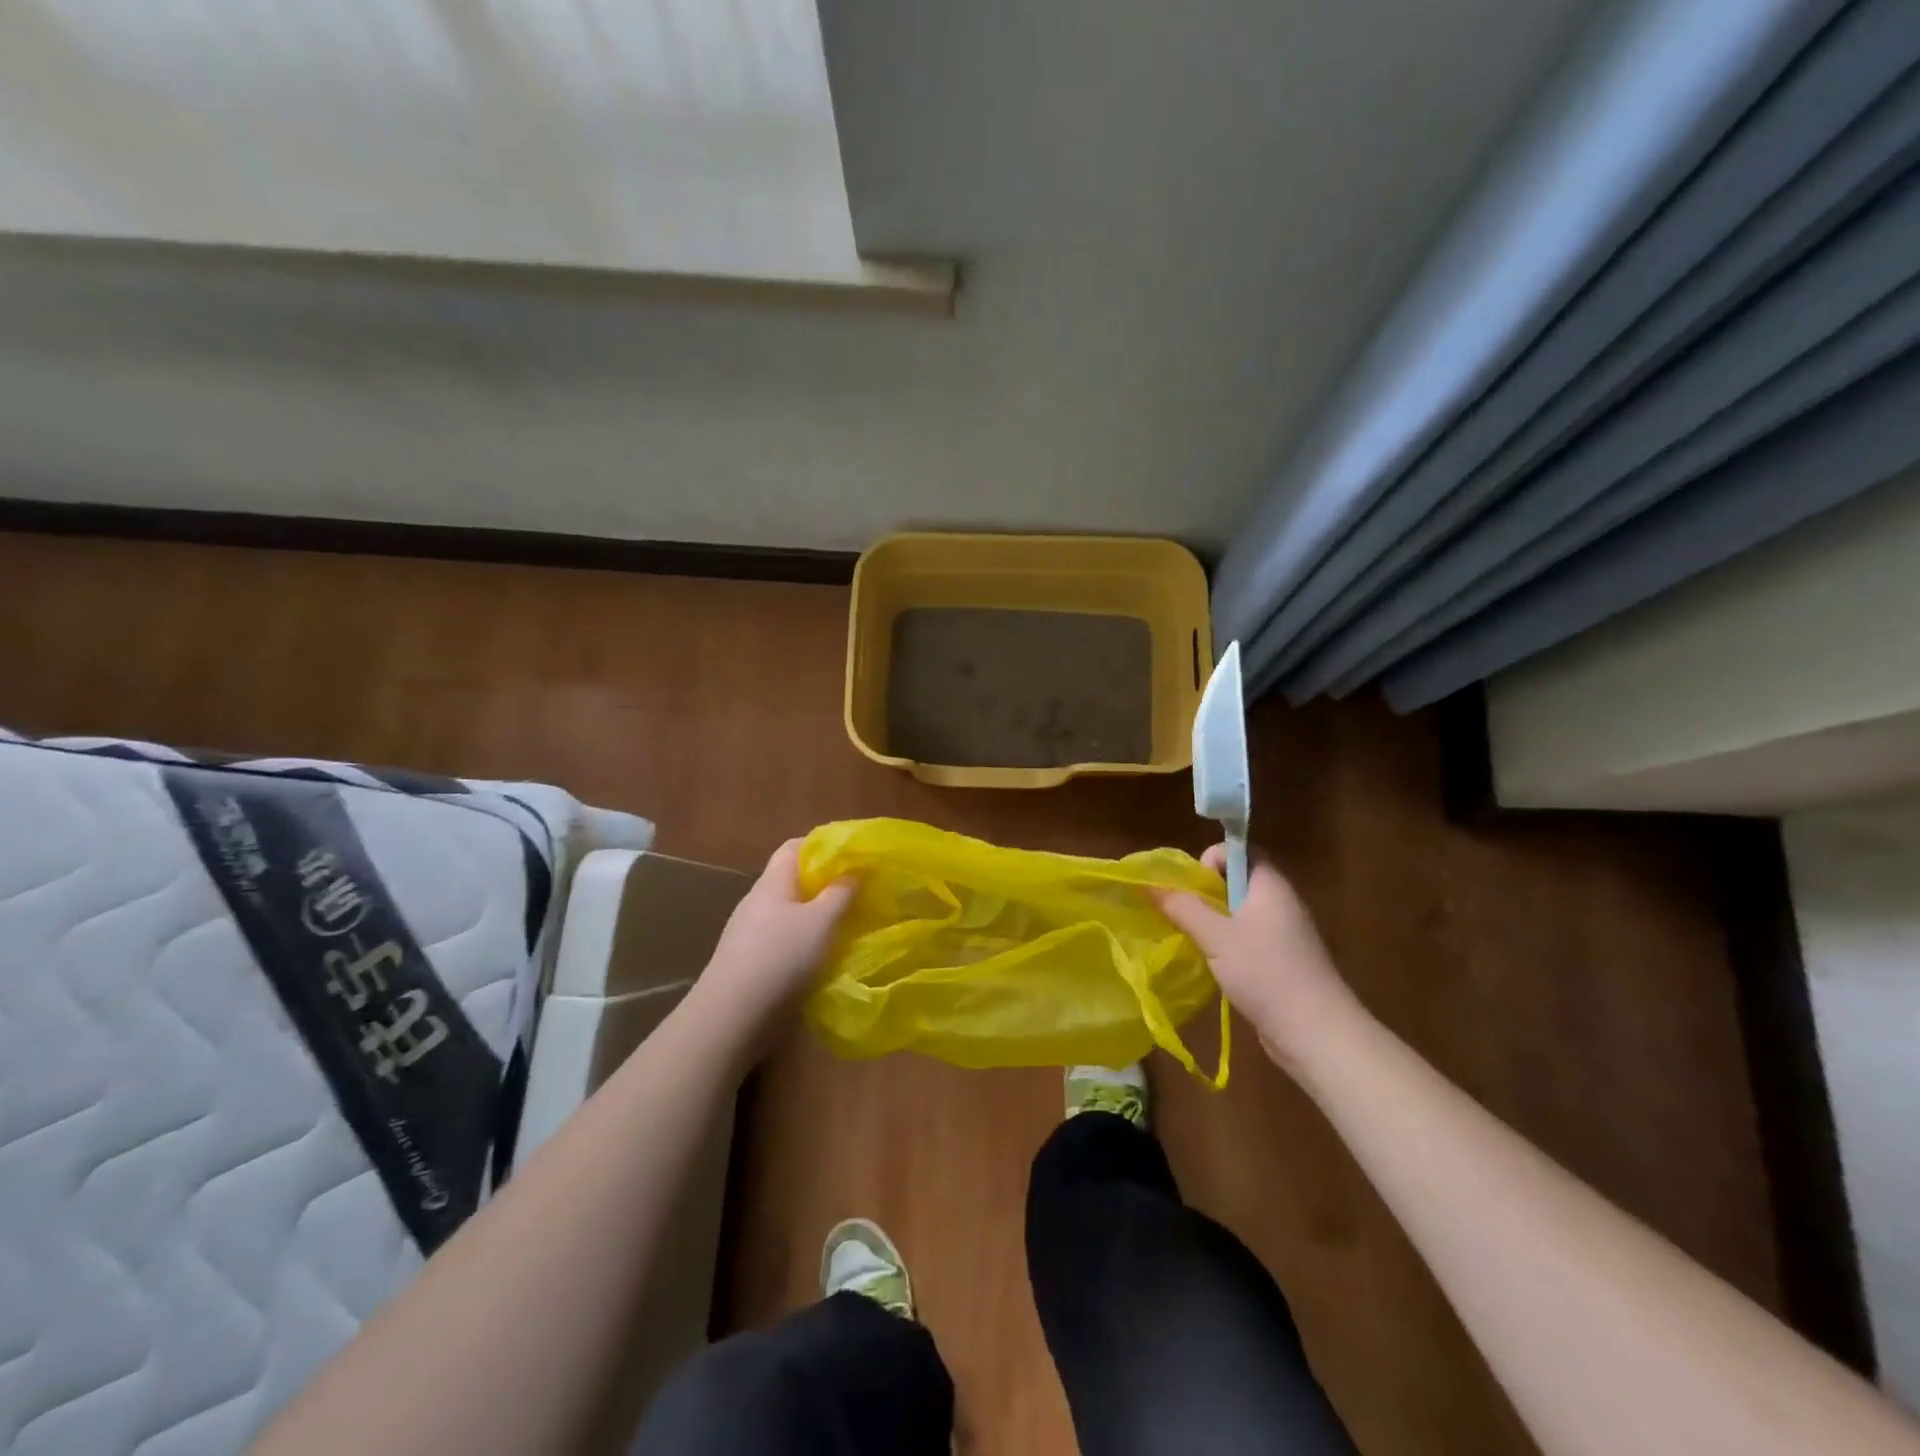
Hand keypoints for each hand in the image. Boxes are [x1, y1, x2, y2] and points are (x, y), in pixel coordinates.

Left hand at [684, 838, 854, 1057]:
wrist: (733, 1015)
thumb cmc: (781, 956)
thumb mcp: (822, 921)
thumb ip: (841, 893)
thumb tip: (855, 869)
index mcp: (771, 883)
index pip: (793, 848)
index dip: (821, 846)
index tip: (851, 856)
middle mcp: (757, 902)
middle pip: (791, 880)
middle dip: (823, 883)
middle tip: (855, 891)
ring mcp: (749, 933)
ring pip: (788, 912)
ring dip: (814, 915)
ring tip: (844, 924)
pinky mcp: (749, 962)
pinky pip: (782, 939)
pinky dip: (803, 940)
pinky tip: (820, 955)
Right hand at [1157, 845, 1359, 1071]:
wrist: (1316, 1034)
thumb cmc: (1266, 973)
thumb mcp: (1216, 937)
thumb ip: (1183, 907)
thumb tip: (1150, 884)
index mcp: (1270, 886)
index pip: (1240, 850)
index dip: (1212, 859)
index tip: (1193, 887)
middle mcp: (1280, 903)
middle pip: (1236, 881)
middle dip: (1205, 893)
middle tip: (1184, 916)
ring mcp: (1283, 934)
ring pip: (1239, 913)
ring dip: (1212, 922)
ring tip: (1193, 941)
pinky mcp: (1282, 962)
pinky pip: (1247, 939)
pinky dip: (1226, 945)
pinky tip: (1213, 966)